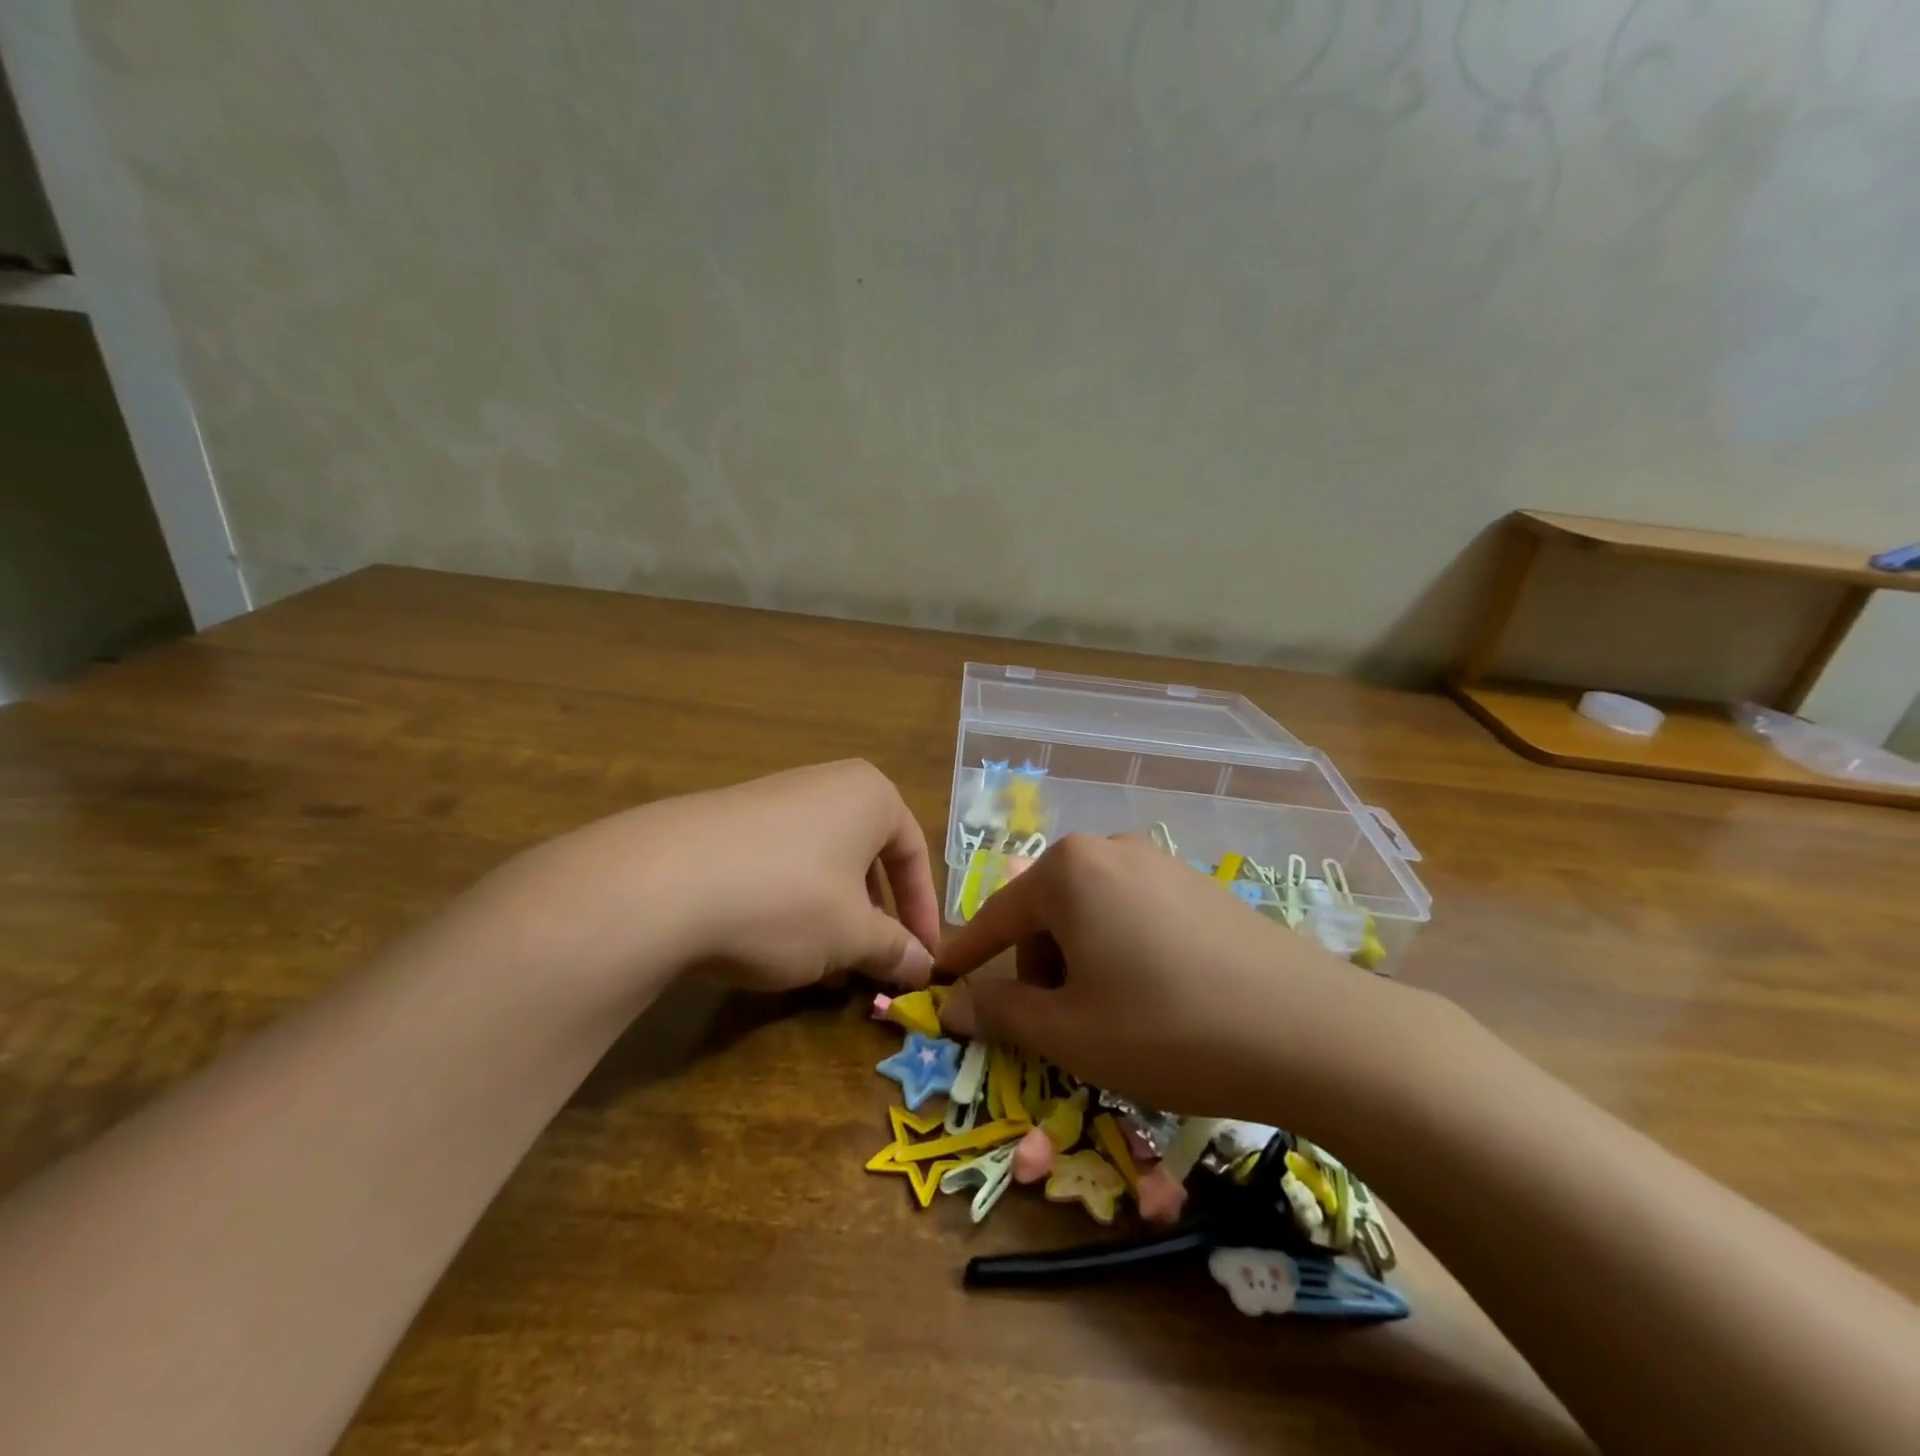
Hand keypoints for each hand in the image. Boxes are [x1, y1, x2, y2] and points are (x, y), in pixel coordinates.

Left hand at [500, 760, 941, 999]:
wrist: (661, 883)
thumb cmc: (787, 899)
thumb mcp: (852, 934)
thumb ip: (894, 949)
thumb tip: (924, 967)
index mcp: (870, 795)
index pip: (914, 854)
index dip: (923, 914)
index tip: (923, 961)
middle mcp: (825, 784)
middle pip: (867, 857)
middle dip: (875, 917)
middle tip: (874, 964)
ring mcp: (770, 798)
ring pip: (822, 864)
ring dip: (833, 917)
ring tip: (824, 966)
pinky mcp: (725, 822)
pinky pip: (778, 865)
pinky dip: (790, 905)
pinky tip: (772, 946)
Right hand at [936, 833, 1431, 1129]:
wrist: (1312, 1031)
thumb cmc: (1167, 1029)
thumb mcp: (1070, 1032)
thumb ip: (1000, 1013)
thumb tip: (949, 1005)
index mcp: (1069, 871)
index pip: (996, 918)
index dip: (964, 956)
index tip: (939, 981)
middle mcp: (1110, 850)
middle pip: (1046, 914)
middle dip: (1037, 970)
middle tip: (1057, 1028)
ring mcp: (1161, 863)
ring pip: (1091, 915)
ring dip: (1080, 965)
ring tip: (1111, 1020)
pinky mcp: (1199, 886)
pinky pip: (1134, 915)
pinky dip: (1121, 954)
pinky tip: (1156, 999)